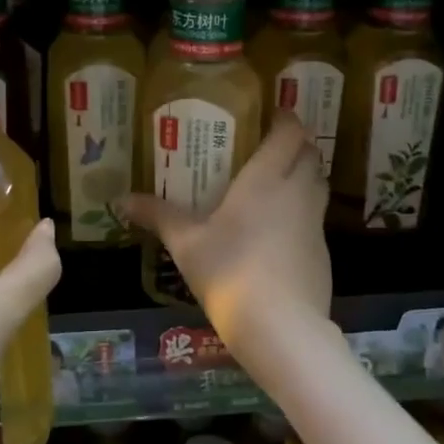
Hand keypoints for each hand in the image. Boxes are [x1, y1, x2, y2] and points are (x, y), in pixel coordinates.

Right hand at [122, 113, 331, 364]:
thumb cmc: (228, 271)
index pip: (290, 132)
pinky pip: (316, 220)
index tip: (272, 116)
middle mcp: (297, 192)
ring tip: (275, 186)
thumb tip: (120, 199)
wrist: (280, 327)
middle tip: (269, 150)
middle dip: (296, 146)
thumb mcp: (186, 243)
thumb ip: (158, 216)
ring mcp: (315, 224)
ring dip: (304, 178)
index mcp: (266, 178)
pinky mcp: (323, 254)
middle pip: (310, 155)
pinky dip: (303, 215)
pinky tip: (278, 235)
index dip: (285, 119)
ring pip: (318, 186)